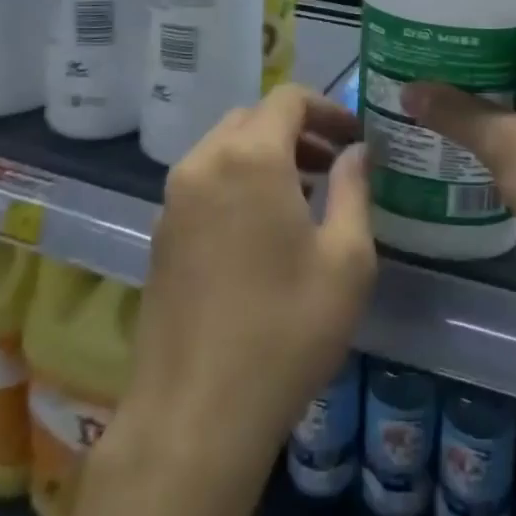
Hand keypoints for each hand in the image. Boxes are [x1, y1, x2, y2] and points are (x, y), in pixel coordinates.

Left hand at [68, 85, 373, 515]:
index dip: (328, 108)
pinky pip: (205, 182)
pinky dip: (238, 181)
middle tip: (334, 163)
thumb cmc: (285, 330)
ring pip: (225, 148)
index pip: (289, 98)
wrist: (194, 418)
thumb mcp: (346, 260)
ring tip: (305, 194)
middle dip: (298, 130)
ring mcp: (174, 199)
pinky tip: (263, 229)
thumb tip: (356, 153)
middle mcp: (204, 162)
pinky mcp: (159, 235)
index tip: (355, 137)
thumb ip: (354, 190)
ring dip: (266, 154)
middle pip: (254, 118)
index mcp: (250, 156)